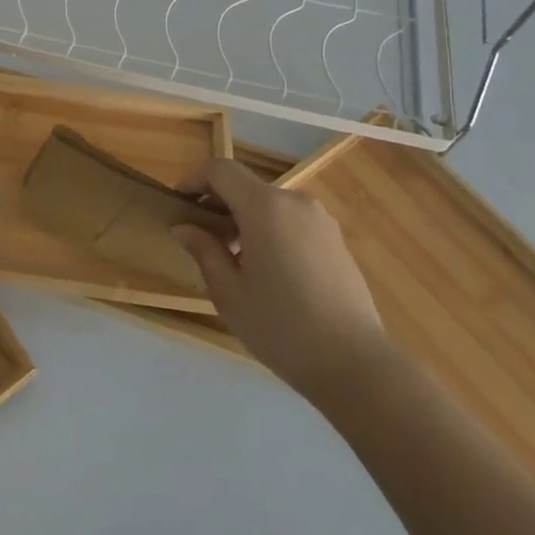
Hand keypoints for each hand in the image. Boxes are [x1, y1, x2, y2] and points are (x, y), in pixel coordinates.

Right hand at [172, 157, 387, 406]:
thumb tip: (184, 227)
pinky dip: (270, 230)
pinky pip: (291, 220)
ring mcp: (320, 219)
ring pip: (270, 204)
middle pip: (246, 186)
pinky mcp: (336, 239)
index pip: (221, 170)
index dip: (194, 180)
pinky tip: (268, 270)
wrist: (355, 364)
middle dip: (218, 203)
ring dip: (244, 218)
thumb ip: (204, 250)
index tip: (179, 205)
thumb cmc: (282, 327)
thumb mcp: (229, 293)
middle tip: (200, 238)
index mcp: (265, 208)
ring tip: (233, 258)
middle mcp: (295, 202)